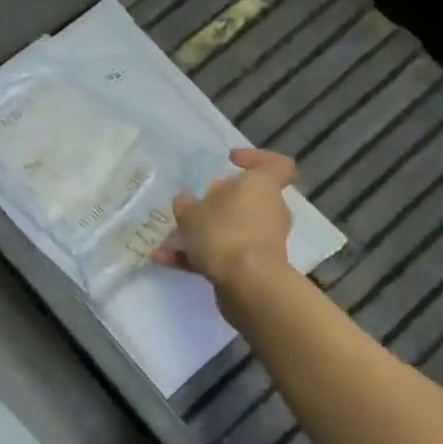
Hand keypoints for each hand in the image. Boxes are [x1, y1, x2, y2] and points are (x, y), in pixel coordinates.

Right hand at [156, 148, 297, 292]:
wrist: (248, 285)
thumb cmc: (224, 232)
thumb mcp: (192, 212)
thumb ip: (186, 204)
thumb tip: (186, 200)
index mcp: (263, 186)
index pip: (276, 165)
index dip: (255, 158)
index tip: (230, 161)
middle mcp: (270, 211)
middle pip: (248, 199)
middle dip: (219, 202)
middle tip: (194, 204)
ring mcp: (265, 241)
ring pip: (233, 229)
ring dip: (203, 233)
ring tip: (170, 238)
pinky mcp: (256, 268)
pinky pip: (226, 254)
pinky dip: (199, 257)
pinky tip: (166, 260)